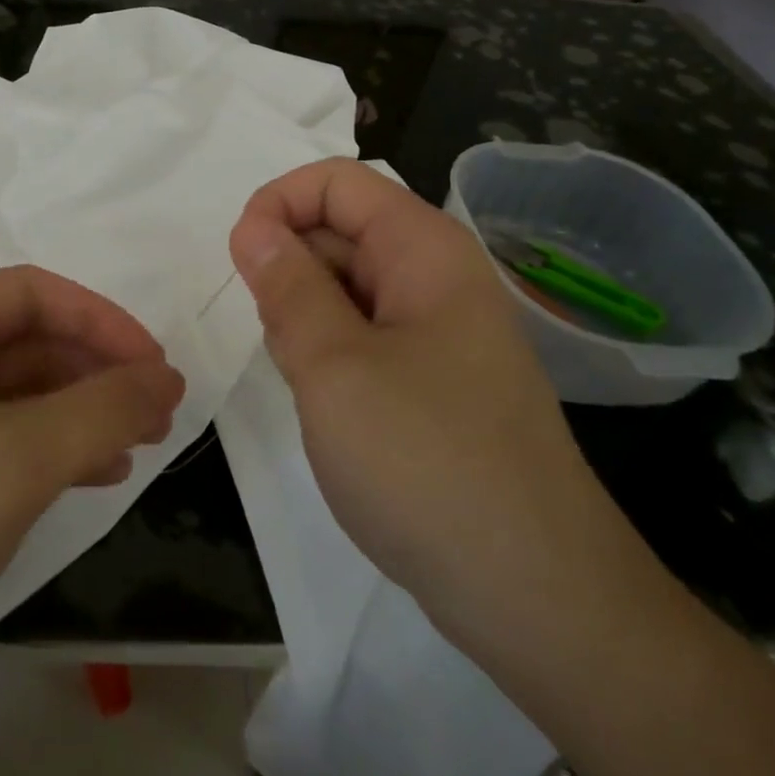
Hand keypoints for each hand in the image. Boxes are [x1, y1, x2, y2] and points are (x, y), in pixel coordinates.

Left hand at [0, 267, 183, 764]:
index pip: (33, 293)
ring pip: (8, 399)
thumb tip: (167, 378)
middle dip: (94, 372)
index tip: (159, 371)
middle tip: (158, 417)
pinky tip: (83, 483)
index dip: (104, 322)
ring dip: (74, 416)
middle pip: (22, 343)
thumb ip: (102, 409)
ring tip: (133, 451)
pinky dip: (42, 456)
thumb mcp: (11, 459)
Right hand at [229, 159, 631, 646]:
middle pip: (340, 231)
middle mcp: (436, 276)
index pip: (336, 182)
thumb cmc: (425, 461)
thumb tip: (252, 226)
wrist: (532, 593)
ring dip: (305, 319)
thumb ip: (287, 286)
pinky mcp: (433, 380)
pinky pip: (362, 336)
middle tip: (281, 342)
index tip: (242, 261)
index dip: (278, 204)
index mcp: (424, 249)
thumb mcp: (334, 365)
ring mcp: (438, 331)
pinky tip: (329, 406)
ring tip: (309, 382)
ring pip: (345, 288)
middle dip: (290, 271)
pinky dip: (329, 354)